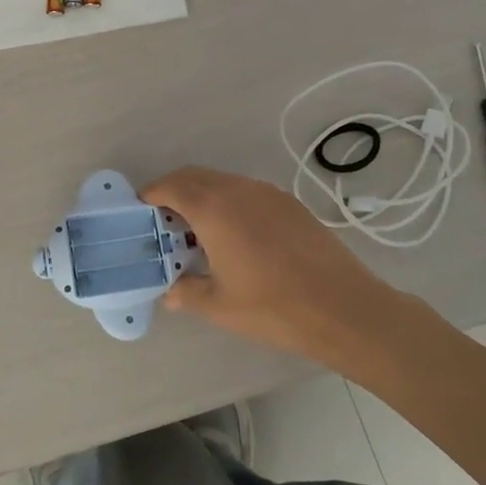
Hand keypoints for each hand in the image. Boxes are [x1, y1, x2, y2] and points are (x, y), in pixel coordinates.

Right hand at [142, 166, 408, 365]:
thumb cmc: (272, 307)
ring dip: (203, 196)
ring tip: (199, 231)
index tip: (141, 212)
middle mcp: (237, 189)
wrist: (344, 308)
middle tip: (164, 222)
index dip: (150, 195)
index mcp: (213, 208)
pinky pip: (247, 192)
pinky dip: (229, 202)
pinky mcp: (289, 203)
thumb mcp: (219, 305)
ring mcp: (267, 193)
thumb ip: (186, 293)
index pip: (170, 186)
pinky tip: (236, 236)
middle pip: (194, 176)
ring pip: (222, 181)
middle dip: (173, 191)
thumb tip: (169, 292)